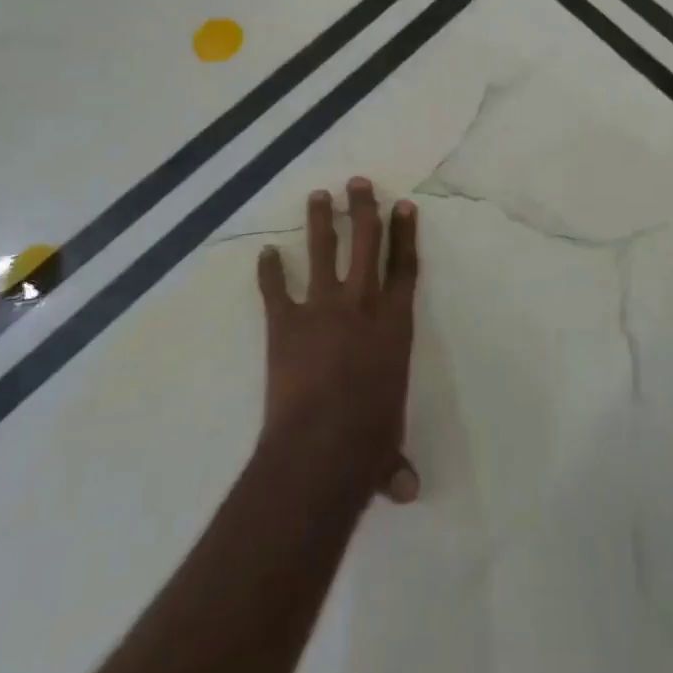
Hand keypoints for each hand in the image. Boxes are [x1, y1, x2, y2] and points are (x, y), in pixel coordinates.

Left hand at [257, 179, 419, 504]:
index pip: (404, 268)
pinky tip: (265, 252)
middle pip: (366, 243)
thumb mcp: (387, 449)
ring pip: (324, 251)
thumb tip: (406, 490)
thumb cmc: (368, 443)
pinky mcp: (285, 322)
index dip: (404, 234)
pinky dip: (269, 270)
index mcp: (394, 325)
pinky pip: (275, 289)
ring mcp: (321, 308)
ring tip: (318, 195)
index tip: (403, 205)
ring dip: (321, 221)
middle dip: (364, 209)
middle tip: (359, 182)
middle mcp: (361, 305)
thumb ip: (395, 461)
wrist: (321, 448)